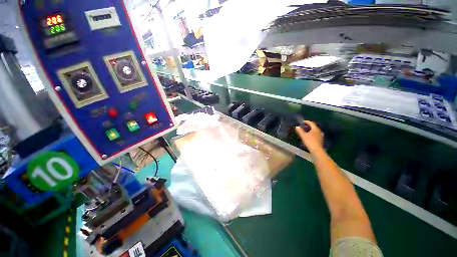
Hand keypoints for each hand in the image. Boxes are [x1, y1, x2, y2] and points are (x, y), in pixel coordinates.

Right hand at [295, 121, 323, 152]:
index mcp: (315, 129)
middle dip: (308, 126)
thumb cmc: (309, 141)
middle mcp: (319, 131)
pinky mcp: (320, 140)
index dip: (306, 122)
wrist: (316, 150)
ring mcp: (320, 135)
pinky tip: (308, 136)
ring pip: (315, 131)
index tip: (302, 122)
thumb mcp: (303, 135)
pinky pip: (315, 134)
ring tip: (305, 131)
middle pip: (313, 126)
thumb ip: (300, 130)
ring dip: (310, 130)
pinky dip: (311, 133)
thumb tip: (297, 126)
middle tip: (303, 126)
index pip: (311, 123)